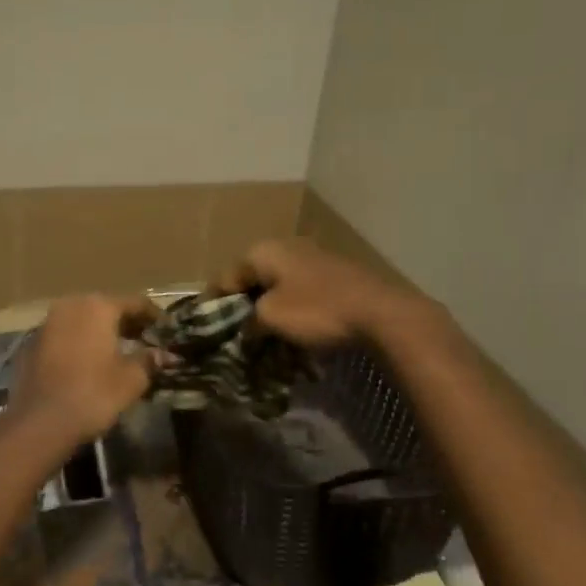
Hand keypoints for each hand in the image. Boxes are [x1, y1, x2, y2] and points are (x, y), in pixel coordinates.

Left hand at [8, 295, 158, 442]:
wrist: (40, 422)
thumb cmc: (93, 394)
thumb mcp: (131, 379)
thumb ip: (149, 360)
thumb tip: (163, 355)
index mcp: (98, 307)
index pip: (135, 303)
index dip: (154, 316)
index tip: (167, 329)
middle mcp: (70, 306)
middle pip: (106, 307)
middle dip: (127, 322)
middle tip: (146, 339)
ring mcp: (47, 323)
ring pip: (83, 320)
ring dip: (102, 332)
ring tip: (120, 351)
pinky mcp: (32, 344)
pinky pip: (65, 336)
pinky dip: (81, 343)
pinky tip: (91, 362)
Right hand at [218, 239, 416, 347]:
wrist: (380, 313)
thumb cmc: (317, 310)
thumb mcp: (271, 318)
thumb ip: (249, 321)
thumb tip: (247, 329)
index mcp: (264, 251)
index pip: (226, 276)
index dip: (213, 303)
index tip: (205, 327)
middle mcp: (286, 247)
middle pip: (253, 280)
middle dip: (242, 306)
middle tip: (234, 335)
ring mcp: (313, 258)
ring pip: (278, 287)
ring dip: (268, 310)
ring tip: (262, 338)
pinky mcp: (334, 275)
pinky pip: (300, 293)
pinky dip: (292, 310)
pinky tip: (293, 332)